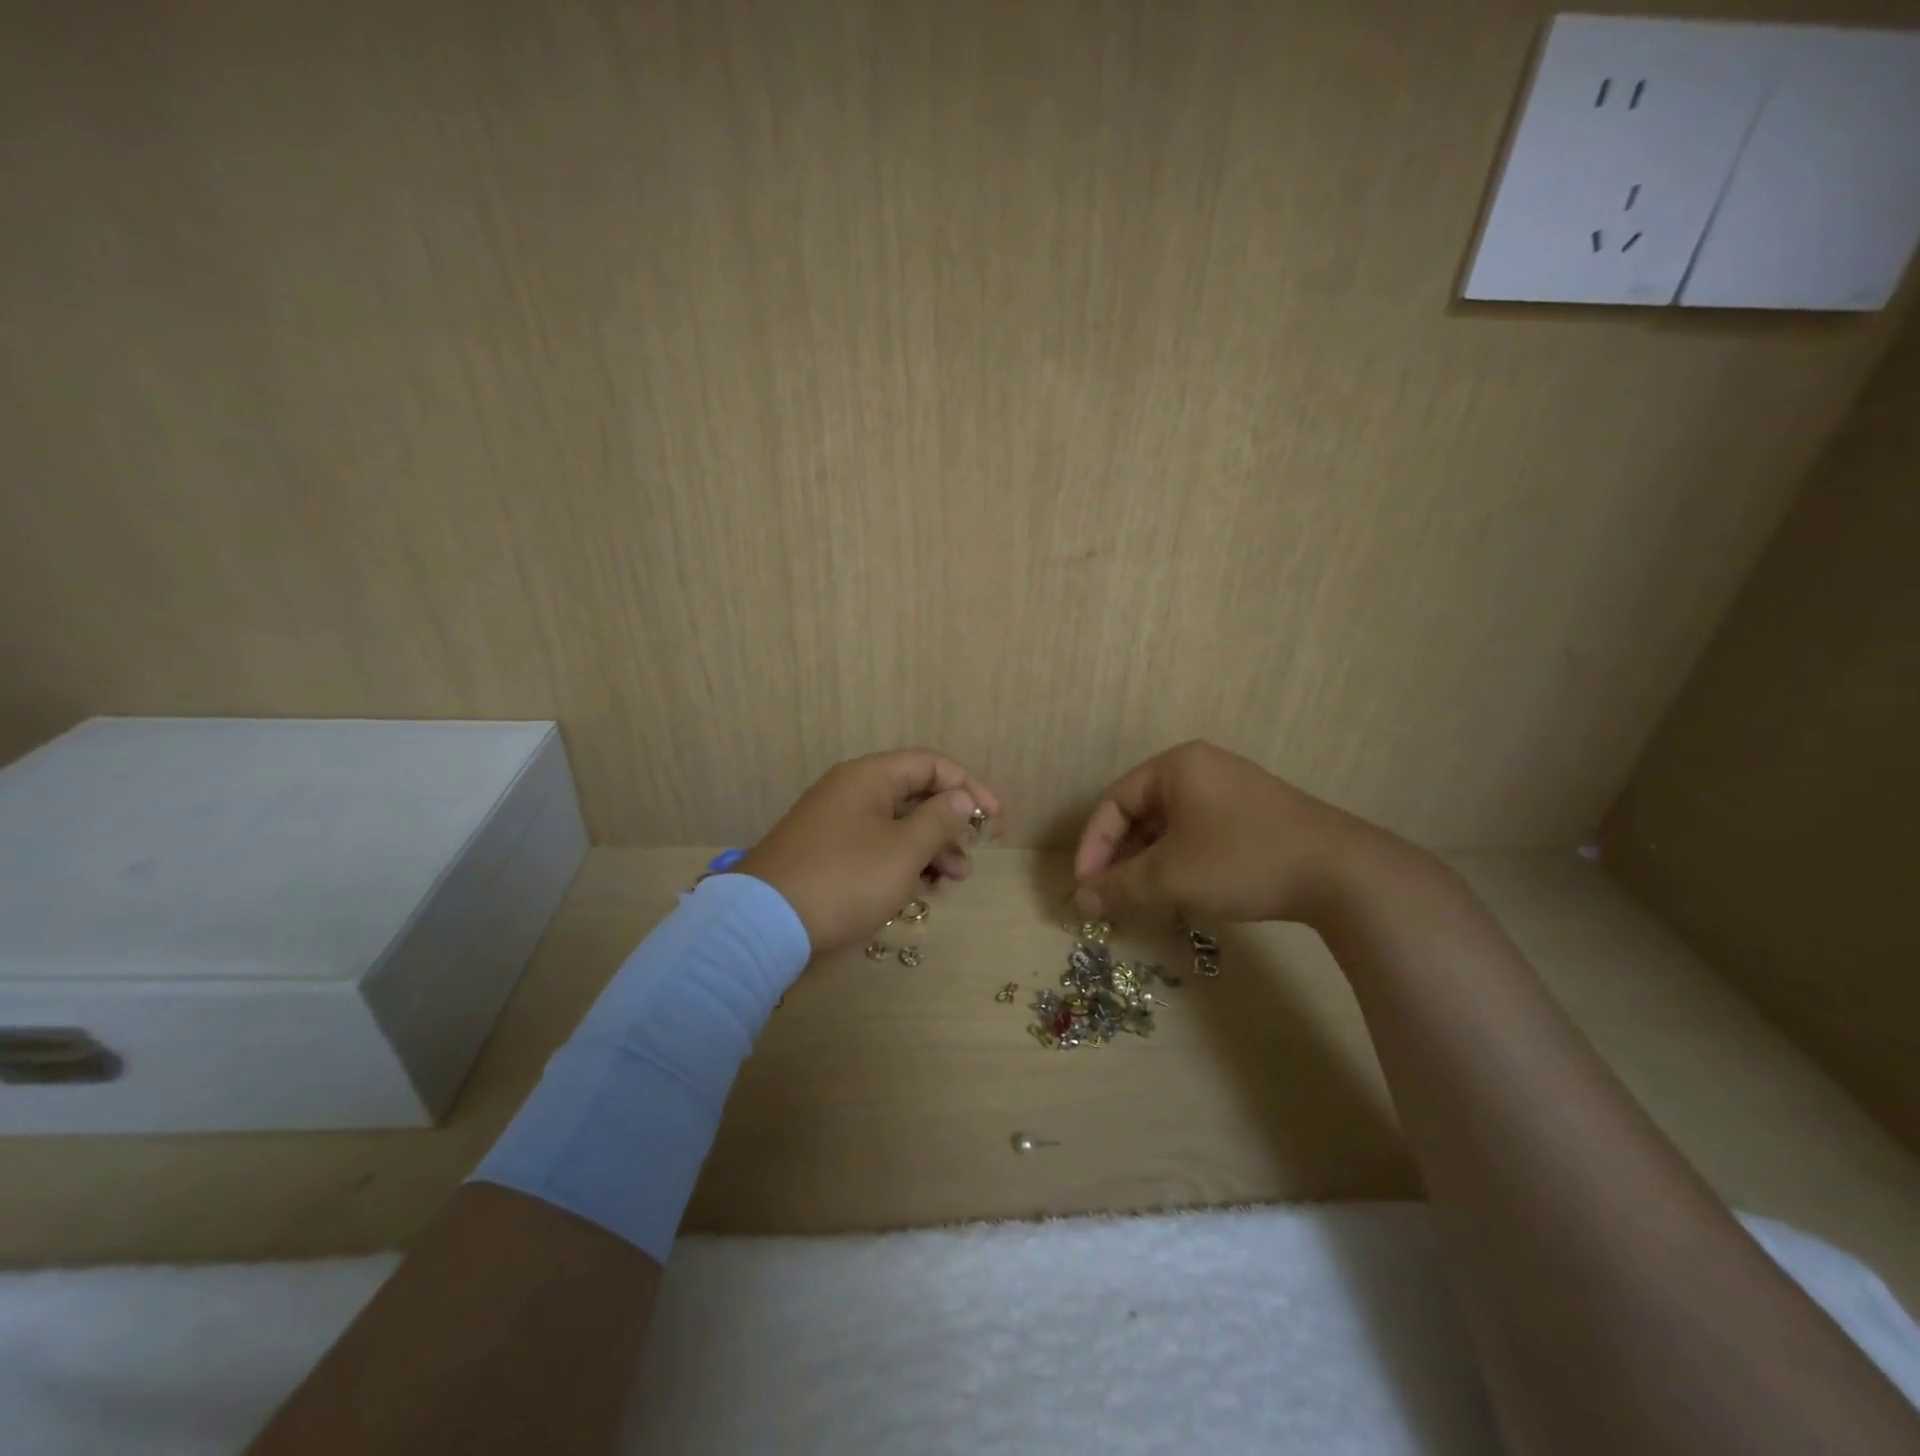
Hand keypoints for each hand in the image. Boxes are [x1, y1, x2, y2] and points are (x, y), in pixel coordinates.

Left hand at [736, 749, 1001, 954]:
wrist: (764, 924)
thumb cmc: (845, 879)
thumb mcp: (903, 850)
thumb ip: (939, 820)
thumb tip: (960, 800)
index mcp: (869, 777)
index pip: (931, 765)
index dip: (969, 787)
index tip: (994, 820)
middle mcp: (852, 792)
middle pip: (915, 795)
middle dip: (951, 825)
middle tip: (972, 856)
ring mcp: (837, 824)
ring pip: (898, 826)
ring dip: (931, 849)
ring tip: (953, 881)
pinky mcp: (828, 855)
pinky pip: (877, 848)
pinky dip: (903, 864)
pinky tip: (922, 890)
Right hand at [1073, 740, 1383, 926]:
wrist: (1341, 873)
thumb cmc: (1241, 860)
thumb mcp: (1170, 876)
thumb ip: (1118, 886)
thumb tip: (1080, 900)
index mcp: (1176, 766)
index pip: (1114, 802)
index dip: (1092, 846)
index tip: (1085, 887)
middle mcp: (1201, 768)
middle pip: (1140, 812)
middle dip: (1121, 857)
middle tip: (1110, 897)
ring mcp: (1230, 790)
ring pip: (1169, 826)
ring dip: (1148, 863)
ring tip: (1141, 900)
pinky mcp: (1253, 815)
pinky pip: (1198, 833)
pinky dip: (1179, 861)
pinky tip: (1180, 892)